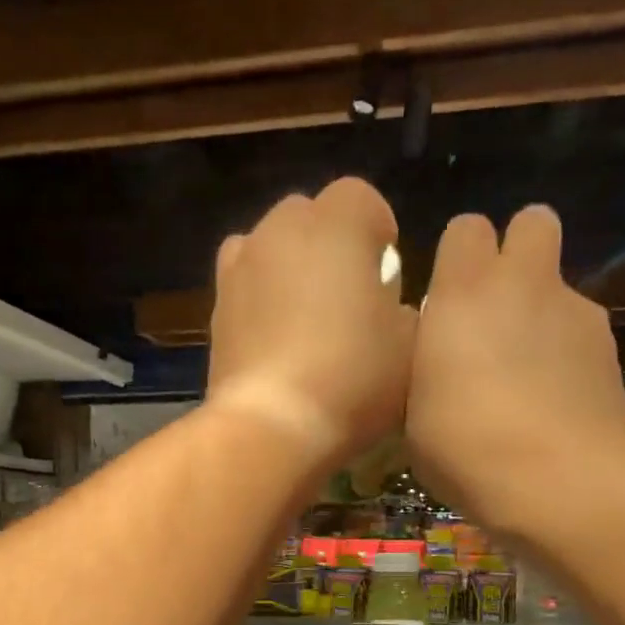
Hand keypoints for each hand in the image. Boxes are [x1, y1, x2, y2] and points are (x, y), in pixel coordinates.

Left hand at [206, 177, 414, 466]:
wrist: (271, 425)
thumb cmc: (352, 378)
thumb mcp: (409, 348)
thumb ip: (404, 313)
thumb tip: (389, 309)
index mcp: (337, 223)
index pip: (363, 199)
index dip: (378, 232)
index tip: (387, 274)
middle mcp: (280, 229)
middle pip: (310, 217)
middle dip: (330, 245)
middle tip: (348, 296)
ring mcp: (240, 267)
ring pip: (270, 248)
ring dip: (289, 269)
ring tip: (306, 318)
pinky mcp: (216, 308)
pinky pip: (245, 288)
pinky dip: (260, 301)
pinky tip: (275, 342)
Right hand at [406, 205, 624, 530]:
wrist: (559, 480)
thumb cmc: (465, 446)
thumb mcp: (414, 412)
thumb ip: (427, 367)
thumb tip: (439, 360)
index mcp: (465, 292)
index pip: (466, 229)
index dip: (458, 258)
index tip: (446, 300)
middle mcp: (525, 285)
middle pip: (533, 222)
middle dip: (516, 252)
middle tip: (494, 309)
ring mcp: (577, 314)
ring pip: (559, 289)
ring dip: (541, 316)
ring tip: (525, 380)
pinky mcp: (611, 351)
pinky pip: (582, 337)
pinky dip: (566, 358)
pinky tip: (554, 406)